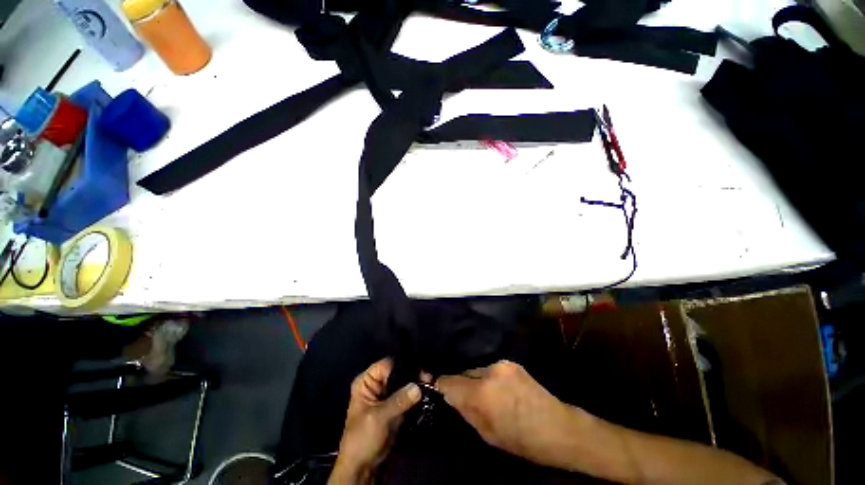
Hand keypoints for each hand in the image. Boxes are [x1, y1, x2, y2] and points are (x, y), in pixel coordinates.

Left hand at [329, 358, 421, 483]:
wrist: (363, 467)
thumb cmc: (362, 438)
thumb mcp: (379, 417)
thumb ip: (398, 400)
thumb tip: (418, 386)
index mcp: (367, 381)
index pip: (388, 364)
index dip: (403, 364)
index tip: (419, 368)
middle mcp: (378, 384)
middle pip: (398, 372)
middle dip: (413, 373)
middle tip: (429, 377)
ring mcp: (388, 395)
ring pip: (405, 383)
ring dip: (417, 383)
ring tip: (431, 383)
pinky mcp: (396, 405)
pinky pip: (408, 395)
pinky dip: (417, 394)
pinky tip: (428, 391)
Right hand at [437, 360, 580, 467]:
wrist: (558, 427)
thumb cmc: (521, 440)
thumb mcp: (488, 434)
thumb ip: (467, 411)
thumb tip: (452, 397)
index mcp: (481, 393)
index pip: (449, 381)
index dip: (441, 385)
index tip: (437, 388)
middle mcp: (489, 372)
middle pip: (463, 372)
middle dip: (461, 384)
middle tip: (465, 397)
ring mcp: (501, 364)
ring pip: (477, 370)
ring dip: (476, 380)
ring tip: (485, 394)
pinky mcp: (511, 362)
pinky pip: (491, 368)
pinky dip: (489, 377)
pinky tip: (499, 389)